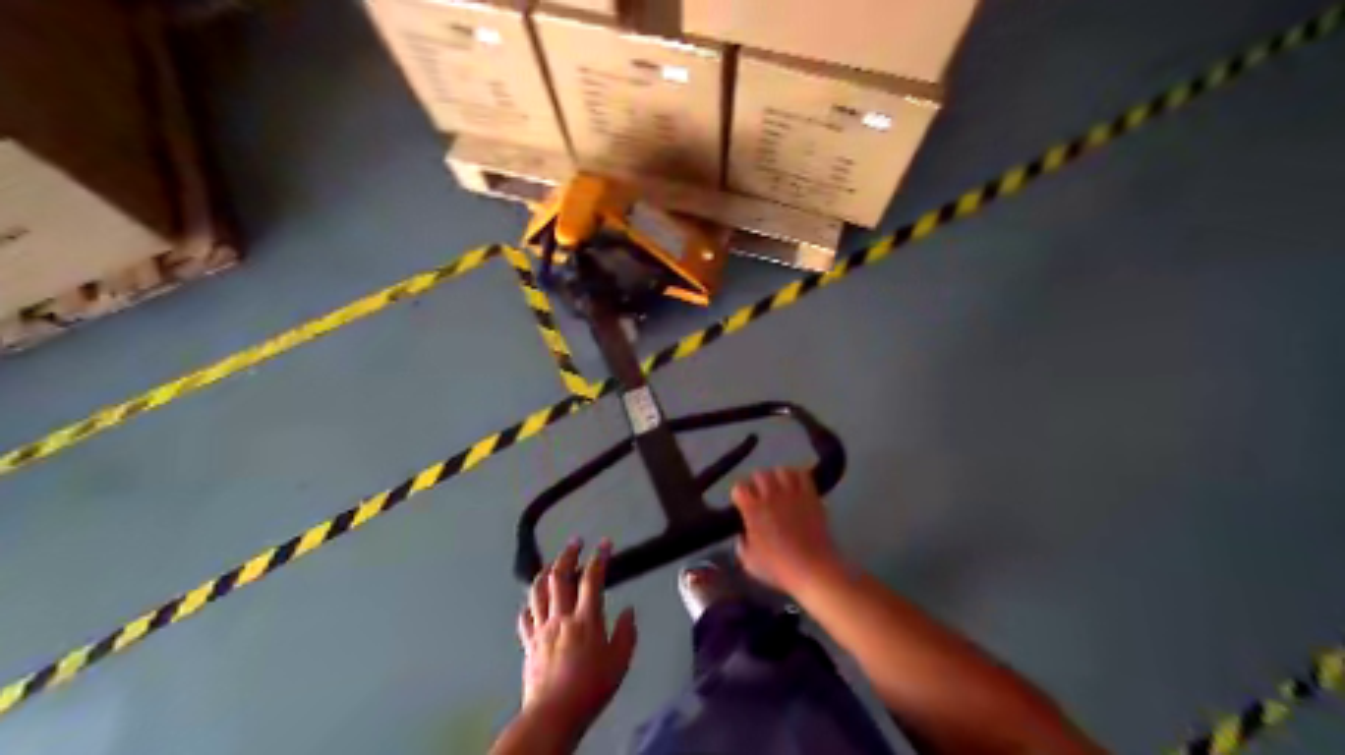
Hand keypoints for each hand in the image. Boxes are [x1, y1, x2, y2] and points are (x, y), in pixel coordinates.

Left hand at [515, 537, 635, 736]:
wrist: (553, 714)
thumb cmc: (591, 688)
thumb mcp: (620, 662)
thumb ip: (626, 633)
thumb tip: (629, 611)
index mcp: (586, 619)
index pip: (593, 578)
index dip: (599, 557)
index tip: (604, 543)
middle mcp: (561, 617)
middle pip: (560, 576)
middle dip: (568, 554)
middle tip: (575, 542)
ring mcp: (541, 629)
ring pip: (538, 591)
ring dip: (546, 572)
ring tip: (552, 563)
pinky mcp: (528, 644)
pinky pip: (525, 617)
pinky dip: (529, 604)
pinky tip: (533, 602)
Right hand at [731, 466, 842, 594]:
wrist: (812, 569)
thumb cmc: (778, 568)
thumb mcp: (749, 562)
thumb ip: (742, 545)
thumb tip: (743, 535)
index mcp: (752, 510)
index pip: (739, 488)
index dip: (739, 495)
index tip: (742, 503)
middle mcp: (770, 496)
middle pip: (760, 474)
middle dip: (757, 483)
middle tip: (760, 495)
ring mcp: (792, 494)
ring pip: (781, 470)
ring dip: (777, 477)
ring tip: (779, 488)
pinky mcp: (811, 496)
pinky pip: (803, 474)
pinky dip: (798, 477)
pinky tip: (796, 487)